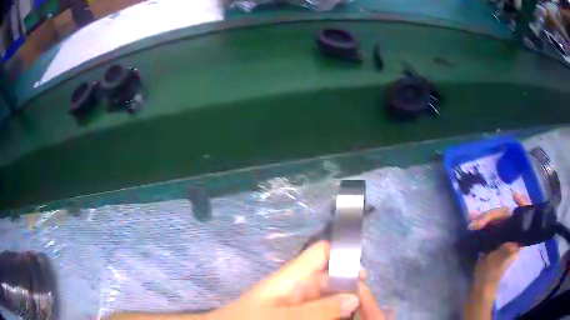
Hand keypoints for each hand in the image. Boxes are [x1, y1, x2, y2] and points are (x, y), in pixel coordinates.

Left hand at [213, 241, 384, 319]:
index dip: (343, 255)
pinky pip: (329, 315)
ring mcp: (304, 305)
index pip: (321, 254)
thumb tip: (354, 296)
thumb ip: (317, 310)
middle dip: (360, 297)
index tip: (365, 275)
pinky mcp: (306, 317)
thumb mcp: (280, 317)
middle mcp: (302, 288)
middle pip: (338, 283)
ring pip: (337, 302)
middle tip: (379, 316)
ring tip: (376, 319)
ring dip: (356, 311)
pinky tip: (357, 319)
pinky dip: (343, 317)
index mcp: (293, 278)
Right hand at [463, 193, 527, 319]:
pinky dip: (480, 220)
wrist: (481, 284)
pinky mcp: (493, 236)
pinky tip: (471, 218)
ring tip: (471, 221)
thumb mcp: (498, 265)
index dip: (522, 203)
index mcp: (518, 237)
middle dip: (490, 215)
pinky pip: (488, 223)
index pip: (523, 215)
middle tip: (476, 223)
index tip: (514, 196)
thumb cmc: (491, 275)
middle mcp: (512, 232)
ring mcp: (502, 233)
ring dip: (483, 217)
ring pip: (495, 218)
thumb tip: (513, 244)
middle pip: (504, 214)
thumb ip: (506, 253)